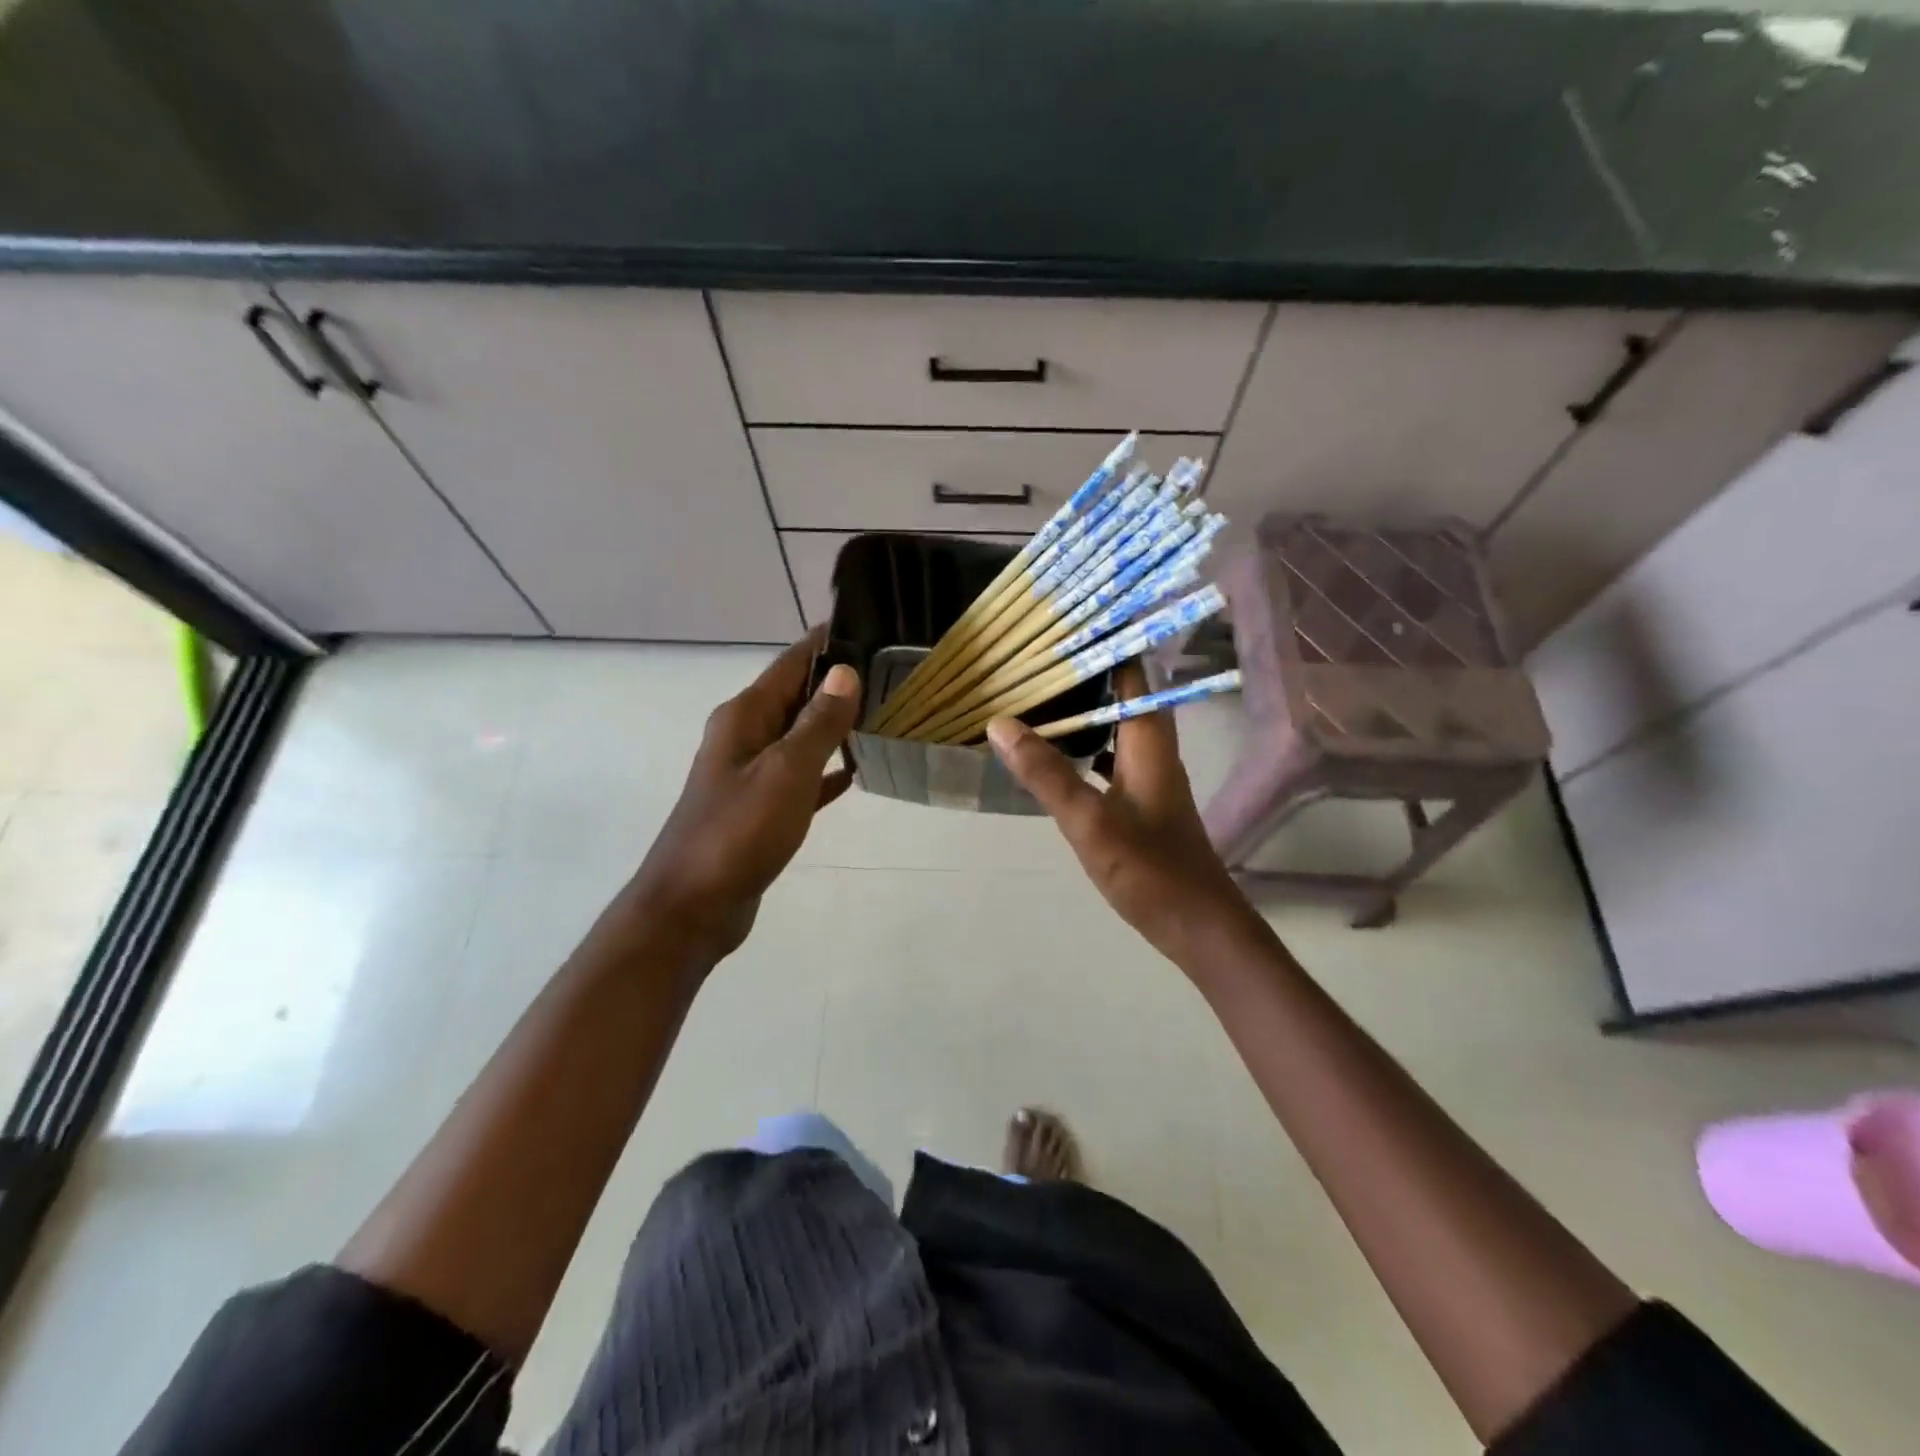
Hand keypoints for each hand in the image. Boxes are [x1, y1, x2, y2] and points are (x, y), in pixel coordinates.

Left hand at [626, 628, 859, 964]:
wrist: (694, 906)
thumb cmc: (739, 831)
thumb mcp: (786, 771)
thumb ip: (818, 722)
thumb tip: (846, 672)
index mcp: (746, 716)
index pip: (792, 663)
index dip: (828, 643)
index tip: (872, 626)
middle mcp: (745, 735)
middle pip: (797, 696)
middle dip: (839, 683)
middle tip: (893, 673)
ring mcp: (751, 772)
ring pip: (800, 736)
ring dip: (835, 726)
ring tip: (883, 715)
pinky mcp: (760, 807)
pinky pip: (800, 776)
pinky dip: (825, 769)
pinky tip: (856, 771)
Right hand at [986, 665, 1266, 968]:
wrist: (1198, 926)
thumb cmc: (1150, 870)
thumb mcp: (1090, 822)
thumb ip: (1046, 773)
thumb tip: (1001, 723)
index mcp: (1148, 741)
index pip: (1132, 672)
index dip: (1104, 642)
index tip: (1064, 622)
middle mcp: (1153, 749)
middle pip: (1121, 694)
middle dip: (1084, 672)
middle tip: (1035, 656)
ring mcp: (1149, 776)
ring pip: (1115, 726)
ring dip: (1083, 709)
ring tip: (1037, 695)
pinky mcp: (1142, 802)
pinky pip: (1110, 757)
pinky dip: (1085, 746)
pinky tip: (1056, 755)